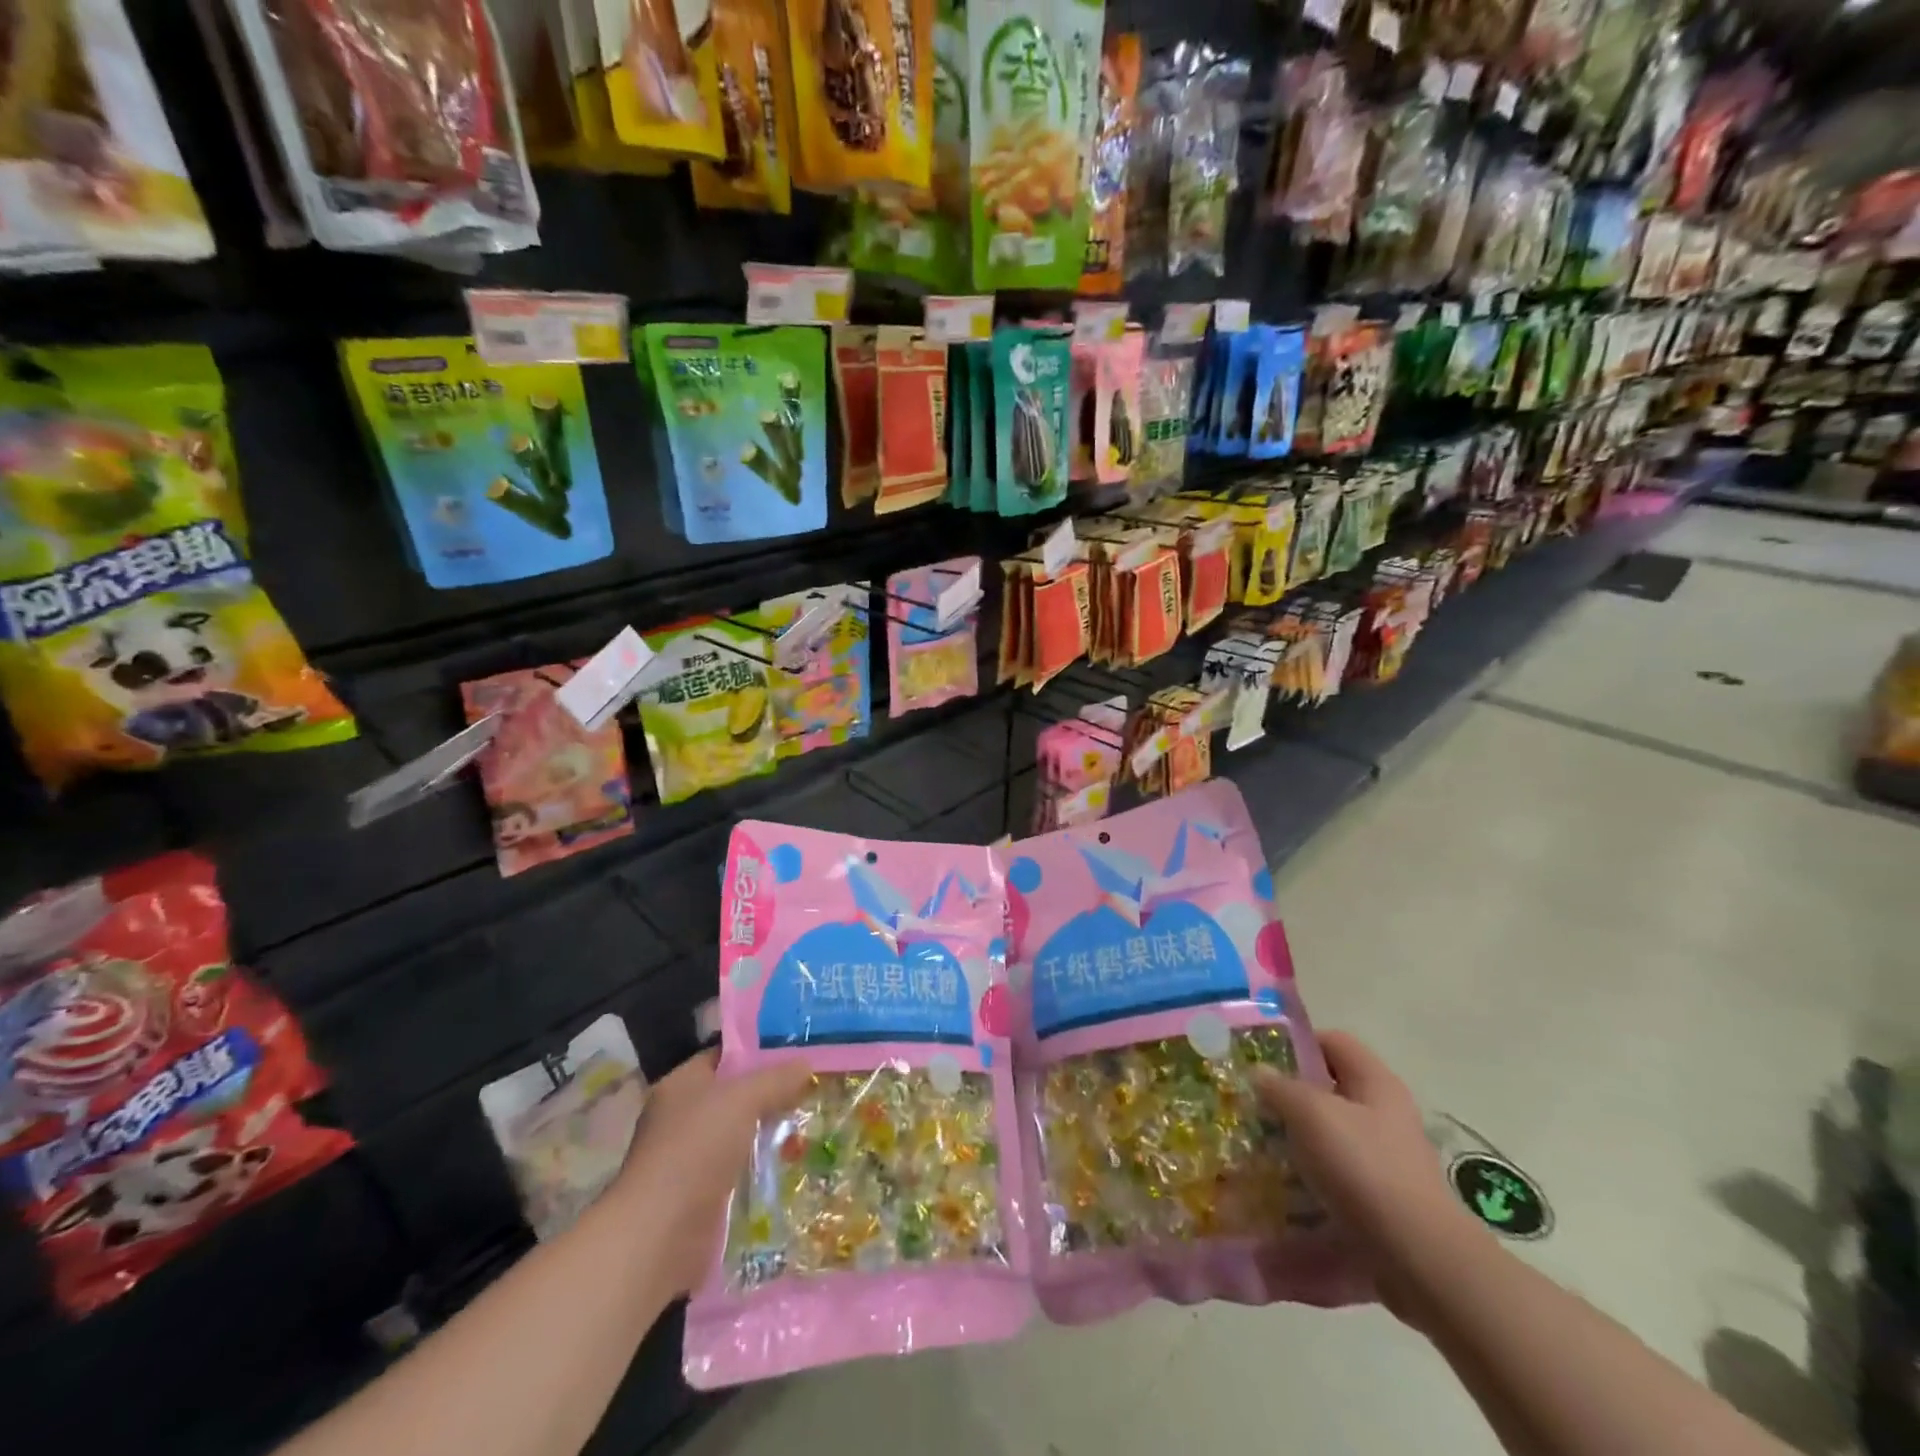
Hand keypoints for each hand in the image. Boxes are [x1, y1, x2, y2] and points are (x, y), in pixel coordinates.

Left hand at [609, 1051, 811, 1299]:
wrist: (659, 1236)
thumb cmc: (695, 1150)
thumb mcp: (742, 1100)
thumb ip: (776, 1079)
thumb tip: (806, 1064)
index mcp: (681, 1084)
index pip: (724, 1056)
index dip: (758, 1051)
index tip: (797, 1052)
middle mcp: (681, 1117)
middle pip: (734, 1096)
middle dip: (770, 1095)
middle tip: (812, 1088)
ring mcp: (688, 1159)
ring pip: (739, 1135)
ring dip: (768, 1134)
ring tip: (810, 1126)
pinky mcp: (699, 1197)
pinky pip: (738, 1171)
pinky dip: (761, 1170)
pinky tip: (791, 1165)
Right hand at [1253, 1031, 1483, 1322]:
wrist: (1420, 1261)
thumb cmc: (1364, 1168)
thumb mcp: (1311, 1113)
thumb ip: (1280, 1087)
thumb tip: (1259, 1073)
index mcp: (1375, 1084)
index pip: (1332, 1042)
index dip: (1296, 1045)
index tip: (1259, 1061)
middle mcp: (1384, 1118)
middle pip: (1328, 1094)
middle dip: (1287, 1101)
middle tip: (1249, 1109)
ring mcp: (1384, 1164)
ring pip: (1327, 1142)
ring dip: (1292, 1148)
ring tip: (1255, 1155)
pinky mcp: (1379, 1206)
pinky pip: (1333, 1186)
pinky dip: (1305, 1191)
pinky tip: (1275, 1202)